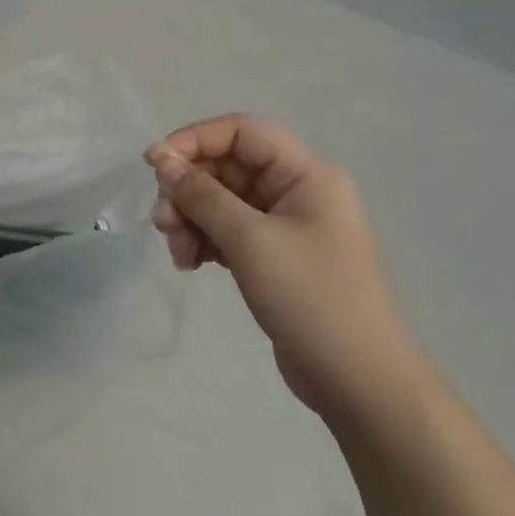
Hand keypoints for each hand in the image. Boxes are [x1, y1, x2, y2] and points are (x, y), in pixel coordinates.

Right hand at [148, 115, 423, 425]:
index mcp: (305, 175)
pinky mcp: (273, 256)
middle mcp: (296, 191)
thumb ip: (202, 195)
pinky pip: (226, 231)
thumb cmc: (311, 299)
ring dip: (190, 219)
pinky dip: (203, 240)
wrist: (358, 383)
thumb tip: (161, 159)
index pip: (241, 132)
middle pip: (226, 168)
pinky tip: (191, 264)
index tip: (155, 166)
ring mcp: (285, 225)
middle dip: (188, 190)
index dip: (195, 139)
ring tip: (177, 253)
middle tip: (162, 223)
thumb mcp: (250, 241)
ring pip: (220, 201)